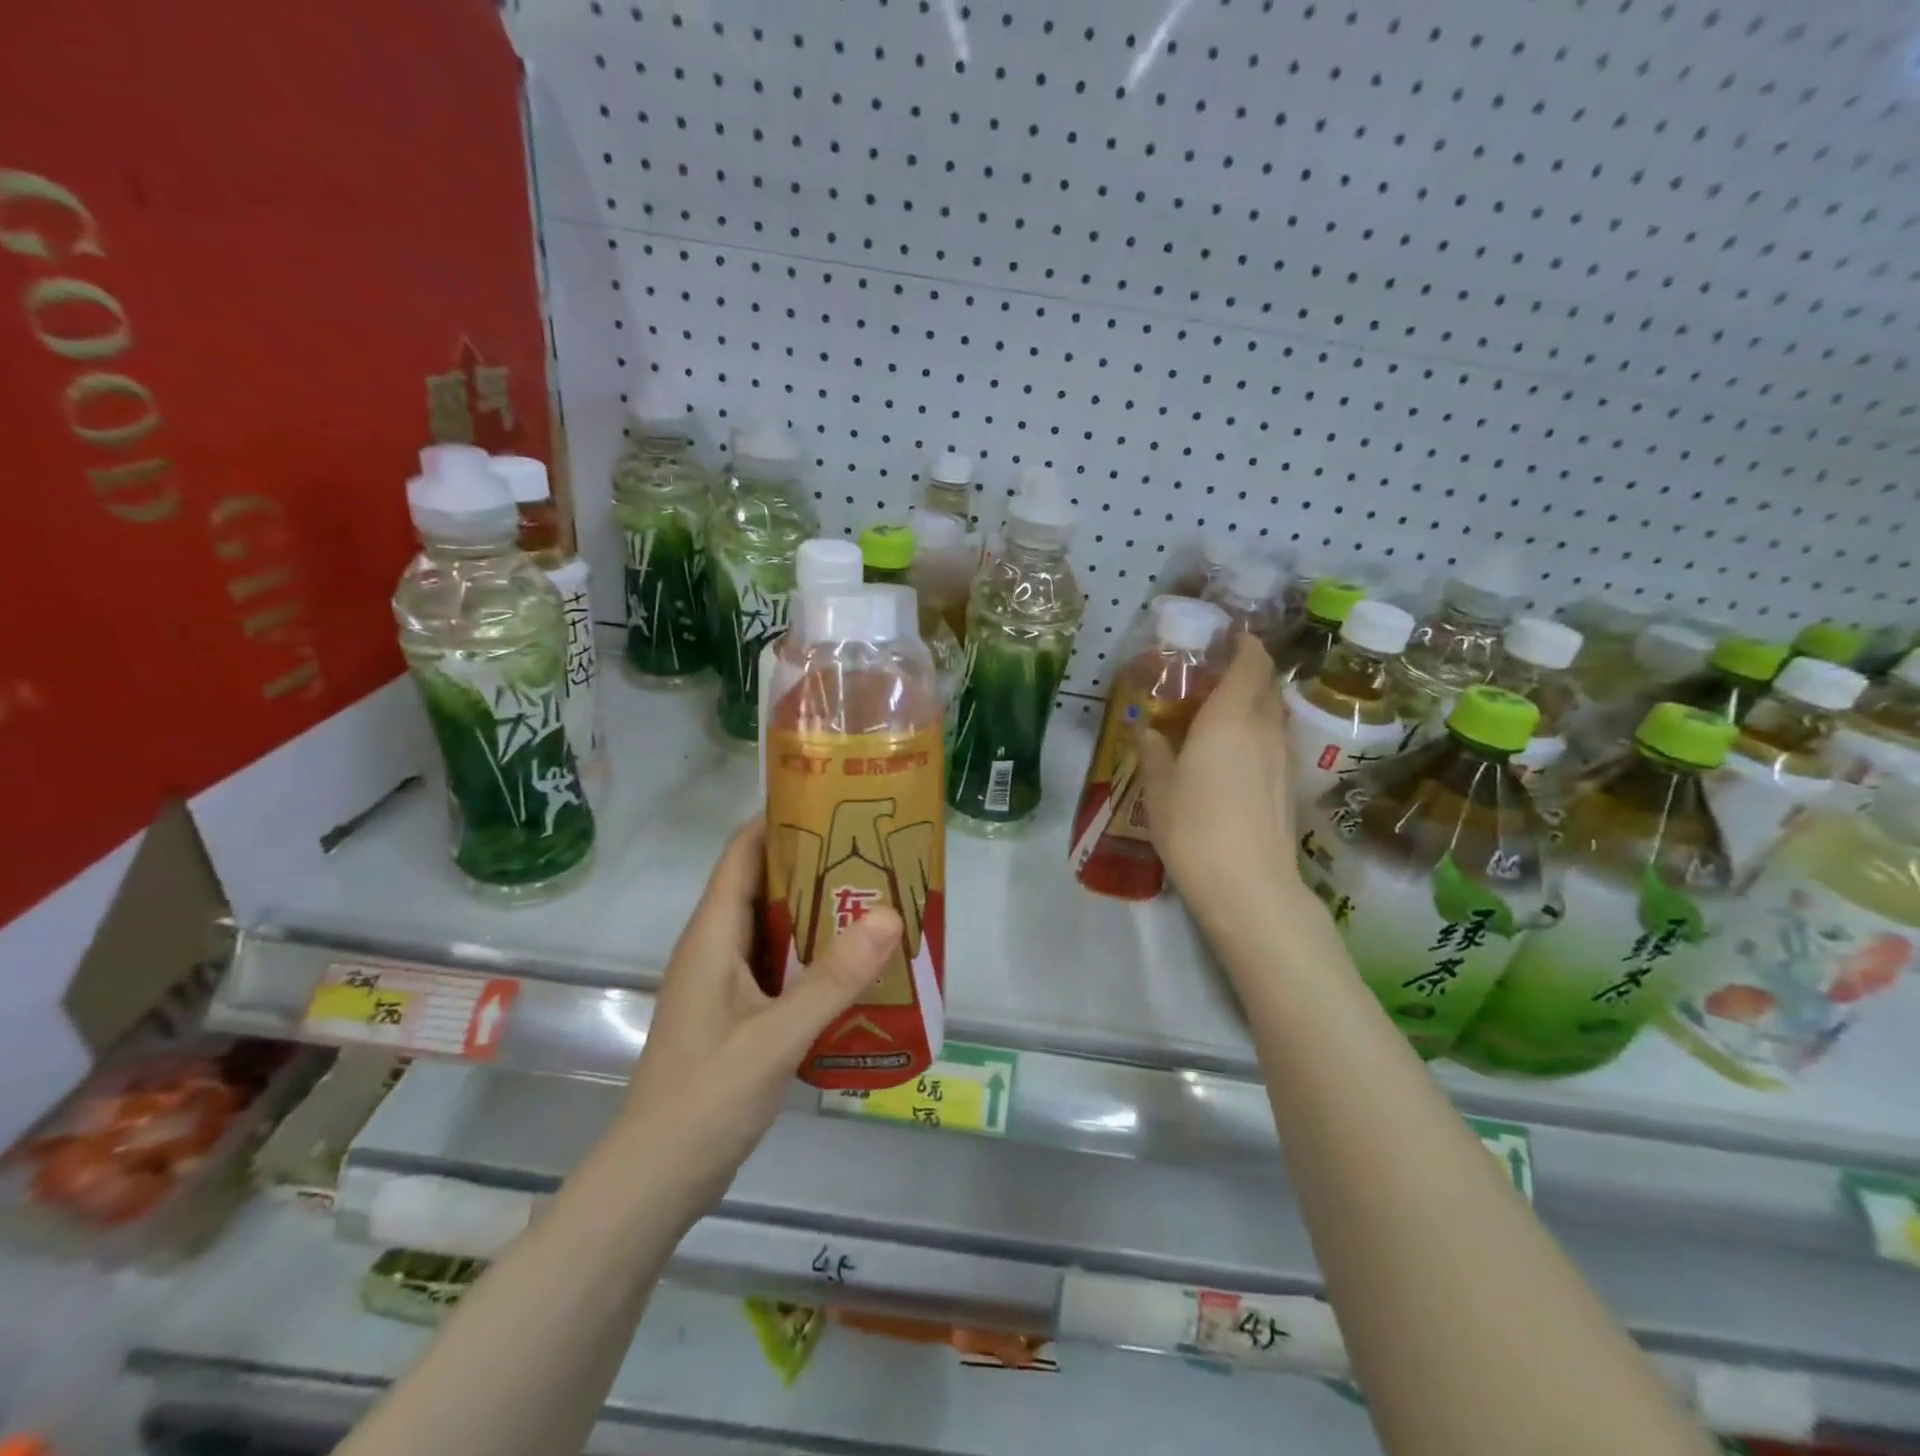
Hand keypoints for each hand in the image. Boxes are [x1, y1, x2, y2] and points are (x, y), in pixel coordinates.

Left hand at [620, 819, 899, 1218]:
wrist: (655, 1181)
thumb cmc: (705, 1098)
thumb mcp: (776, 1036)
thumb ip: (834, 978)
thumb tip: (890, 914)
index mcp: (712, 934)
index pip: (743, 852)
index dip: (781, 818)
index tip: (835, 802)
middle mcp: (715, 947)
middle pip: (764, 883)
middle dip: (815, 863)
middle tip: (875, 851)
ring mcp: (724, 982)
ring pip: (774, 926)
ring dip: (818, 910)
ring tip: (876, 898)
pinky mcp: (736, 1013)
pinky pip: (778, 964)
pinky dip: (813, 954)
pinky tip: (854, 964)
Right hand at [1135, 633, 1301, 918]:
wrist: (1248, 885)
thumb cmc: (1193, 827)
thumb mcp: (1159, 787)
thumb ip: (1153, 751)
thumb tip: (1145, 729)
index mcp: (1230, 717)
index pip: (1251, 662)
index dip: (1244, 645)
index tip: (1227, 639)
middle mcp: (1264, 728)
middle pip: (1266, 684)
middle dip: (1246, 672)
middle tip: (1211, 678)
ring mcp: (1283, 758)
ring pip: (1273, 714)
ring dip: (1252, 704)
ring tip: (1218, 716)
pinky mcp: (1288, 785)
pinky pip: (1275, 741)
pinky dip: (1257, 733)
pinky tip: (1232, 756)